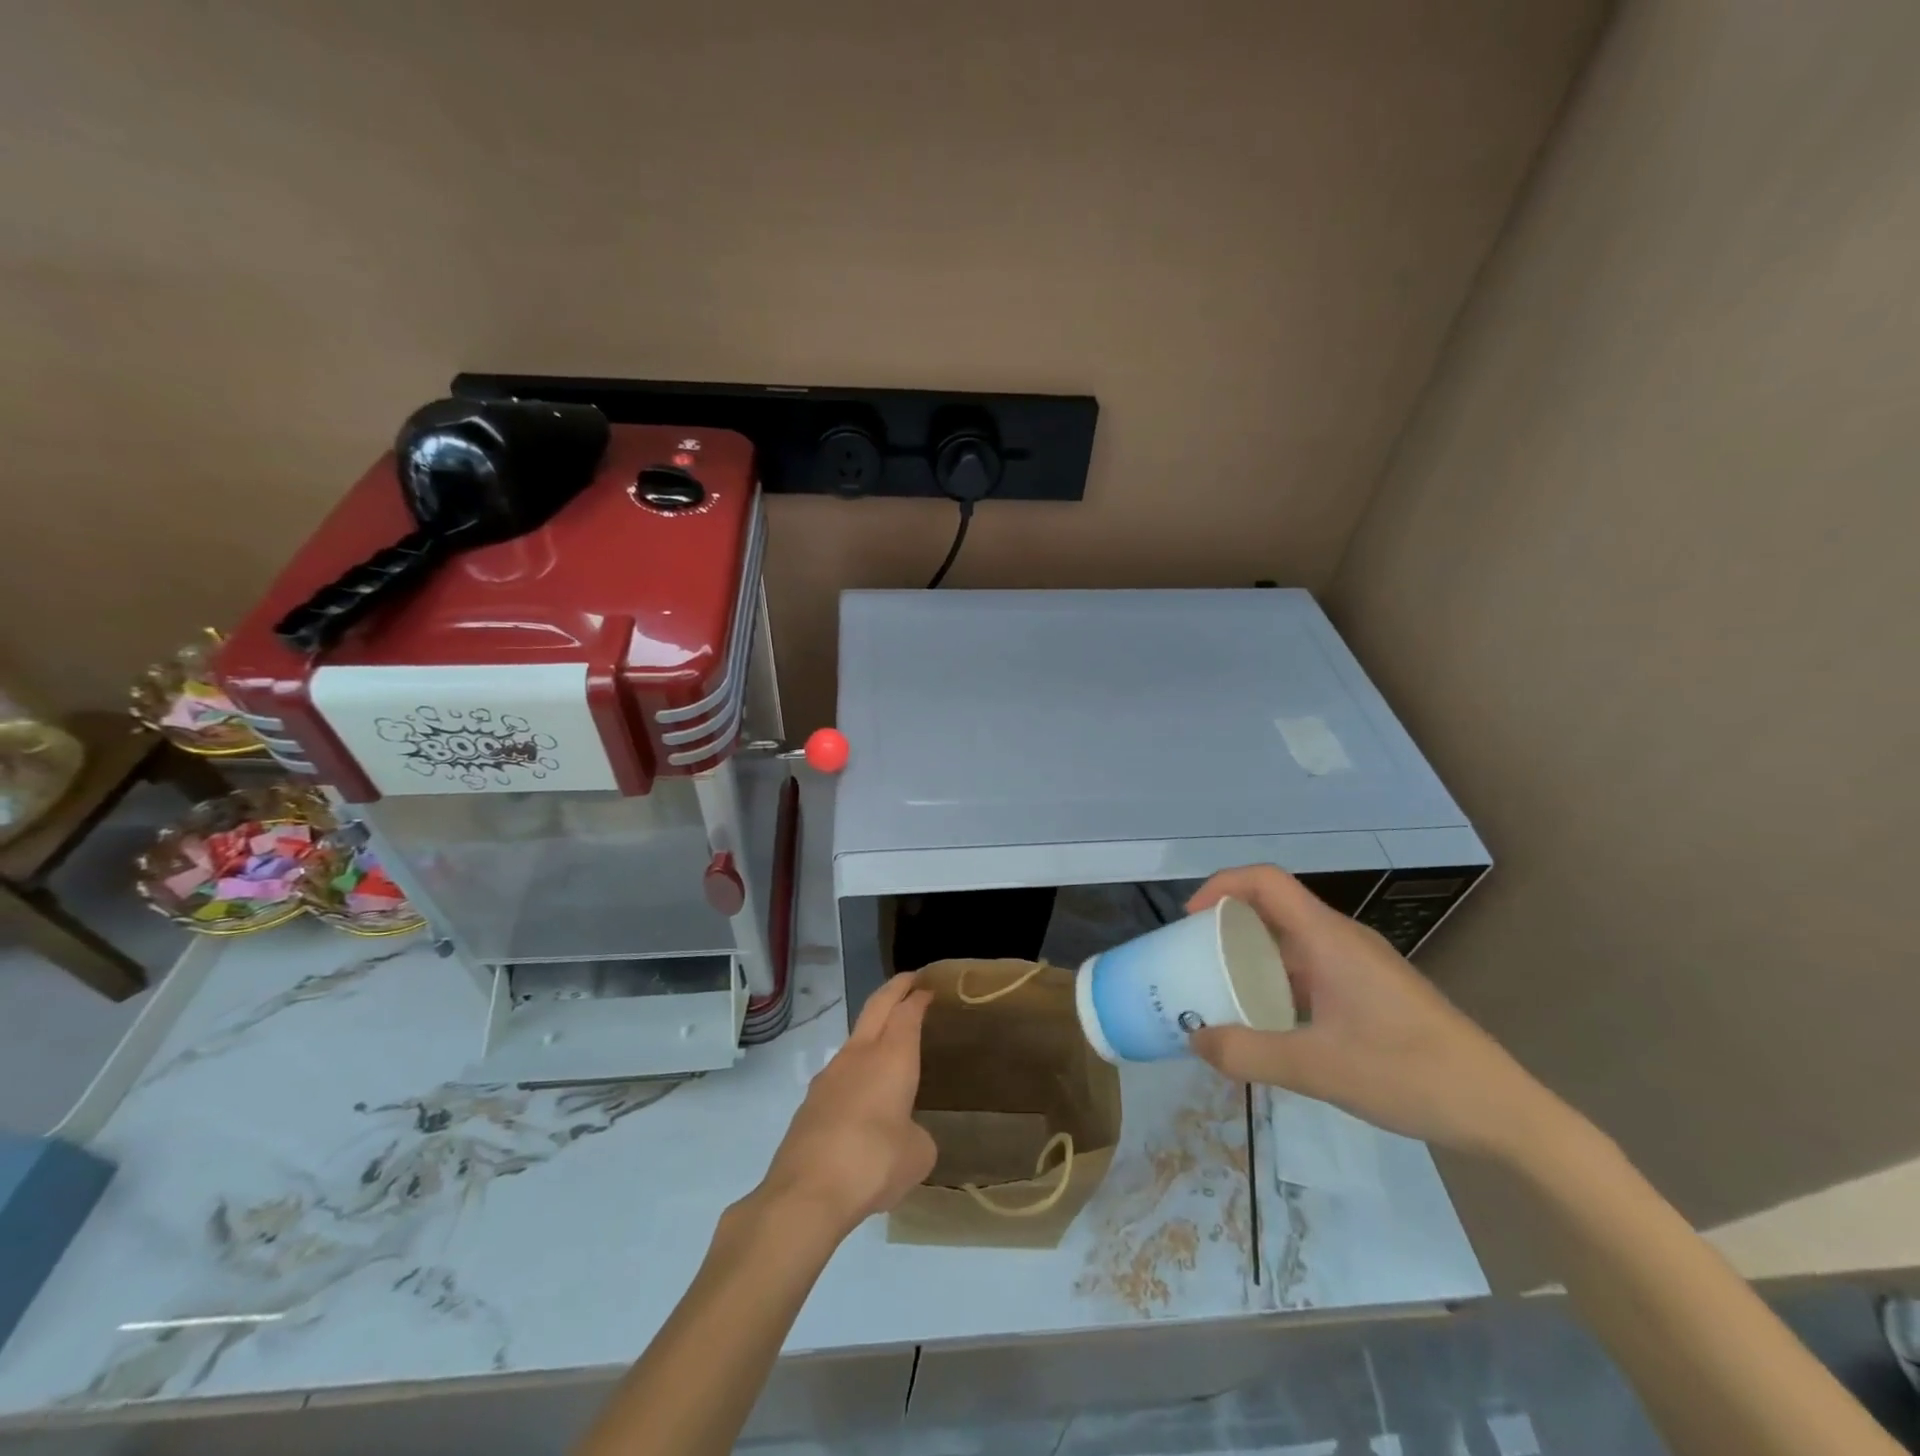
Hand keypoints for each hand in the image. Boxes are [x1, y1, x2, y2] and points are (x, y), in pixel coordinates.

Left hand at [753, 974, 936, 1237]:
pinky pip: (840, 1073)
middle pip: (877, 1006)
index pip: (907, 1011)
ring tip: (889, 1044)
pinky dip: (856, 1070)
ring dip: (873, 1030)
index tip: (928, 988)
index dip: (918, 997)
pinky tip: (863, 1097)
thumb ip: (917, 1135)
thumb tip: (905, 1135)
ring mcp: (829, 1075)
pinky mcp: (810, 1102)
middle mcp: (860, 1055)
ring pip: (855, 1038)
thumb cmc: (874, 1162)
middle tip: (910, 981)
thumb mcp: (918, 1154)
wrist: (806, 1192)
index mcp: (892, 1056)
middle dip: (895, 989)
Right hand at [1185, 866, 1560, 1158]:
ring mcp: (1360, 965)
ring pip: (1292, 941)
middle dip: (1227, 924)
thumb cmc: (1409, 1073)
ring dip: (1252, 955)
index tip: (1190, 920)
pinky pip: (1310, 968)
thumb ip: (1247, 1054)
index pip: (1265, 881)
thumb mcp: (1317, 1069)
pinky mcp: (1371, 991)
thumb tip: (1193, 1040)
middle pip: (1273, 908)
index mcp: (1329, 939)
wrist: (1502, 1110)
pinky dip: (1277, 980)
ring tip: (1220, 990)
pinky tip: (1269, 1022)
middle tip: (1193, 958)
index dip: (1221, 886)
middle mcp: (1342, 940)